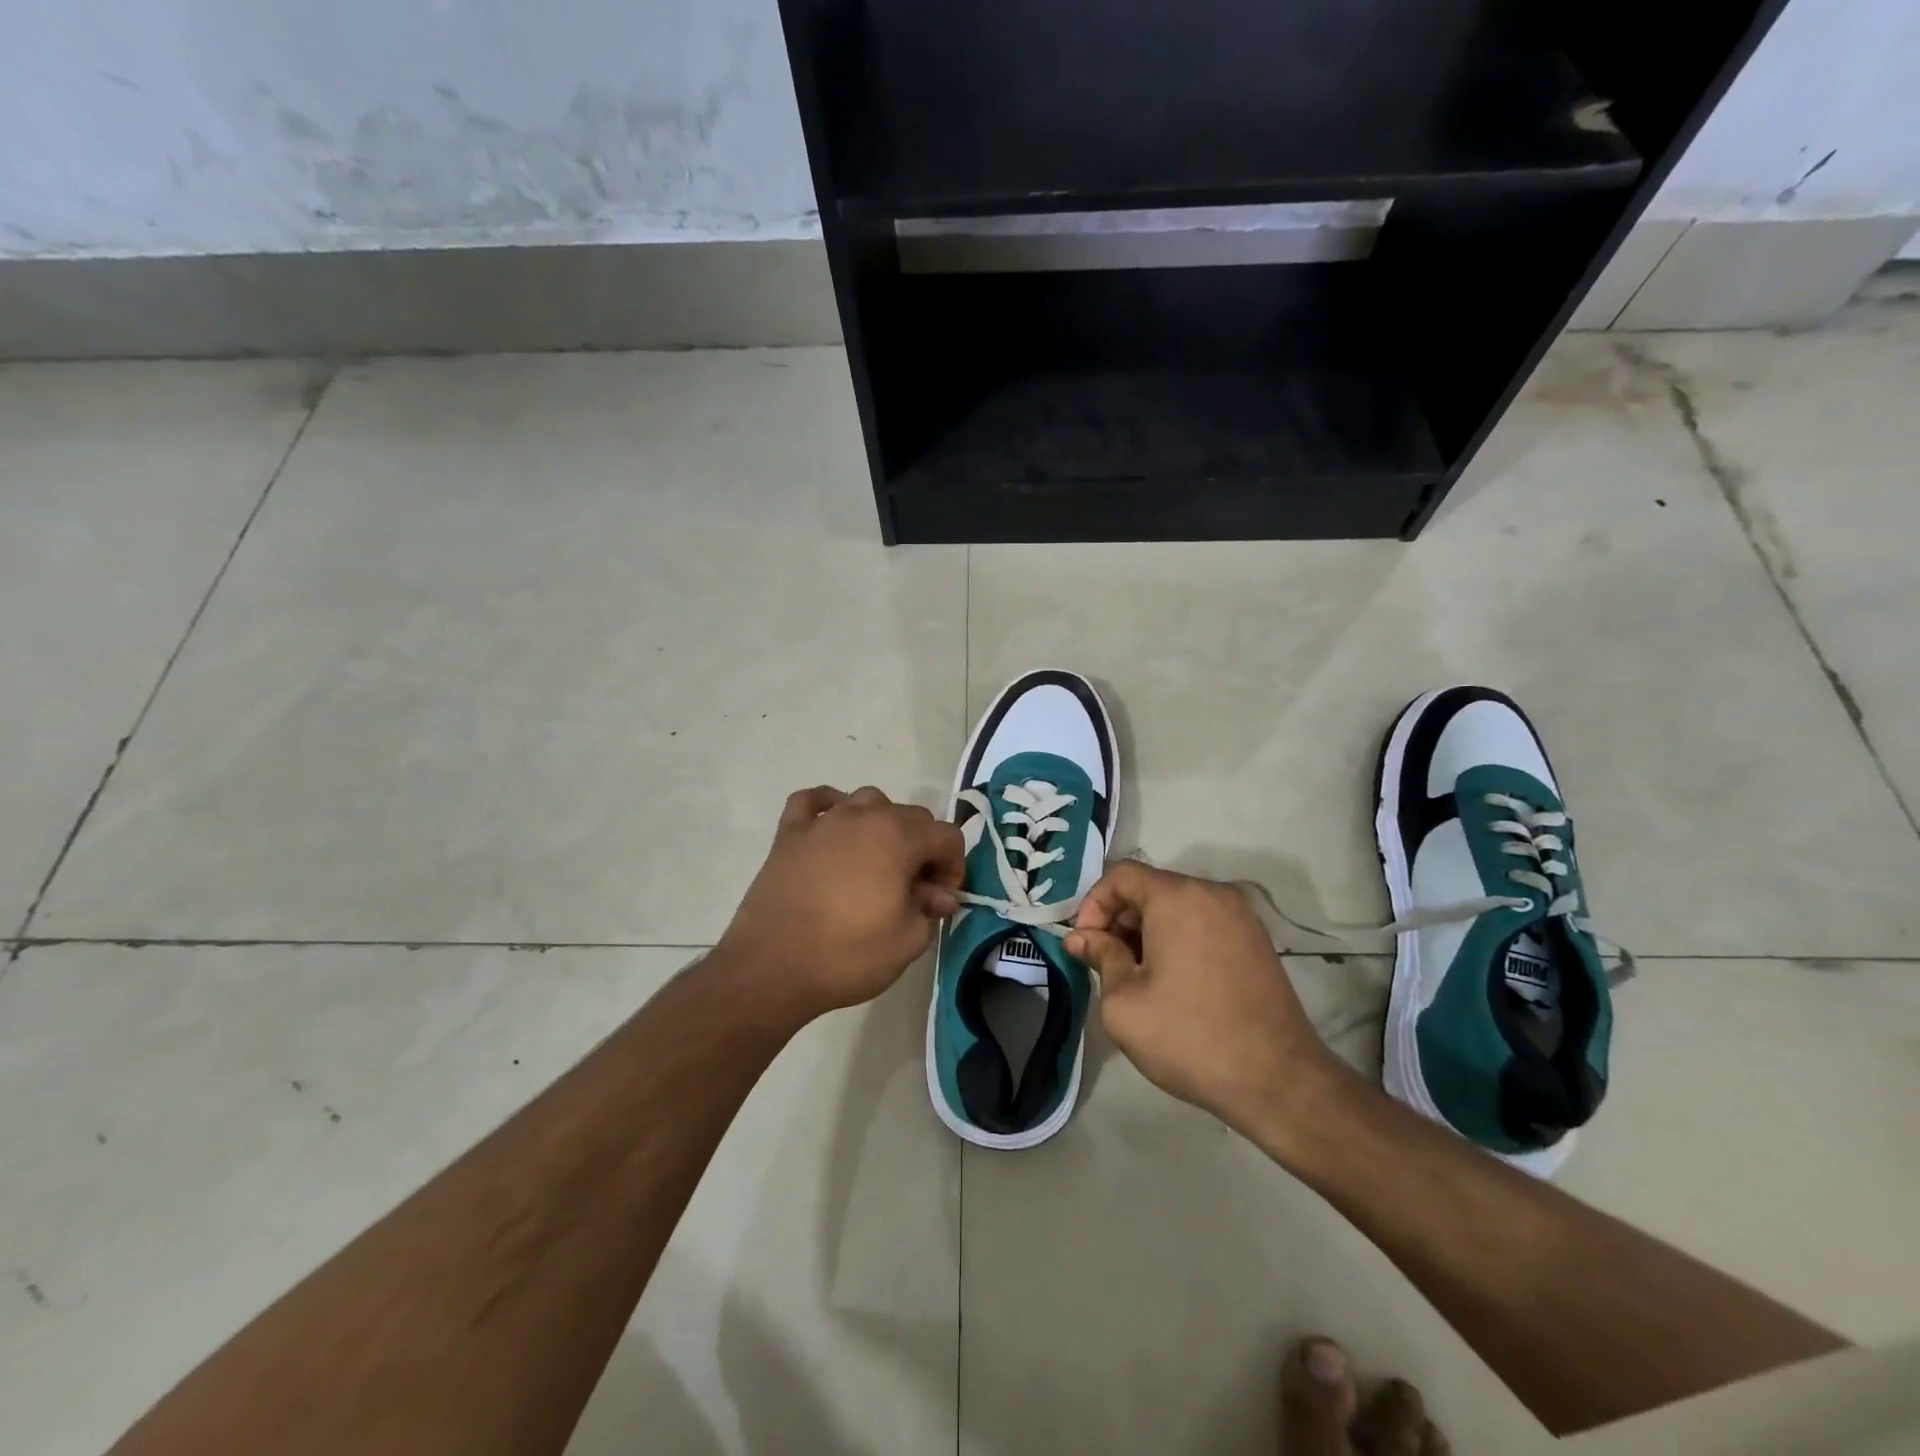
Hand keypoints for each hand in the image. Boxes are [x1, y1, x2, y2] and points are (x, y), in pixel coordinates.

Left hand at [715, 786, 965, 1021]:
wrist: (771, 968)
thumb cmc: (847, 955)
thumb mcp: (907, 941)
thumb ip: (930, 909)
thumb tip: (938, 895)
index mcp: (898, 837)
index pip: (947, 835)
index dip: (954, 866)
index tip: (942, 899)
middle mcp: (863, 816)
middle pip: (911, 815)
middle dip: (923, 848)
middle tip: (914, 889)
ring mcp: (823, 821)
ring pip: (867, 801)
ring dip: (882, 824)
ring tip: (876, 861)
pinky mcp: (789, 833)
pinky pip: (812, 801)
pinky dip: (828, 806)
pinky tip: (831, 827)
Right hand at [1066, 861, 1345, 1139]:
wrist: (1278, 1081)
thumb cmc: (1189, 1037)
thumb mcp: (1124, 1002)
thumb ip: (1100, 957)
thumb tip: (1081, 938)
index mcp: (1178, 897)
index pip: (1121, 875)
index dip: (1093, 905)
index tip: (1085, 946)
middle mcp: (1212, 893)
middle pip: (1151, 888)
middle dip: (1120, 920)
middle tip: (1106, 964)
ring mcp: (1241, 915)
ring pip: (1177, 906)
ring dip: (1148, 931)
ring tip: (1137, 978)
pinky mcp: (1257, 940)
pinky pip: (1203, 923)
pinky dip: (1178, 939)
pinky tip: (1173, 982)